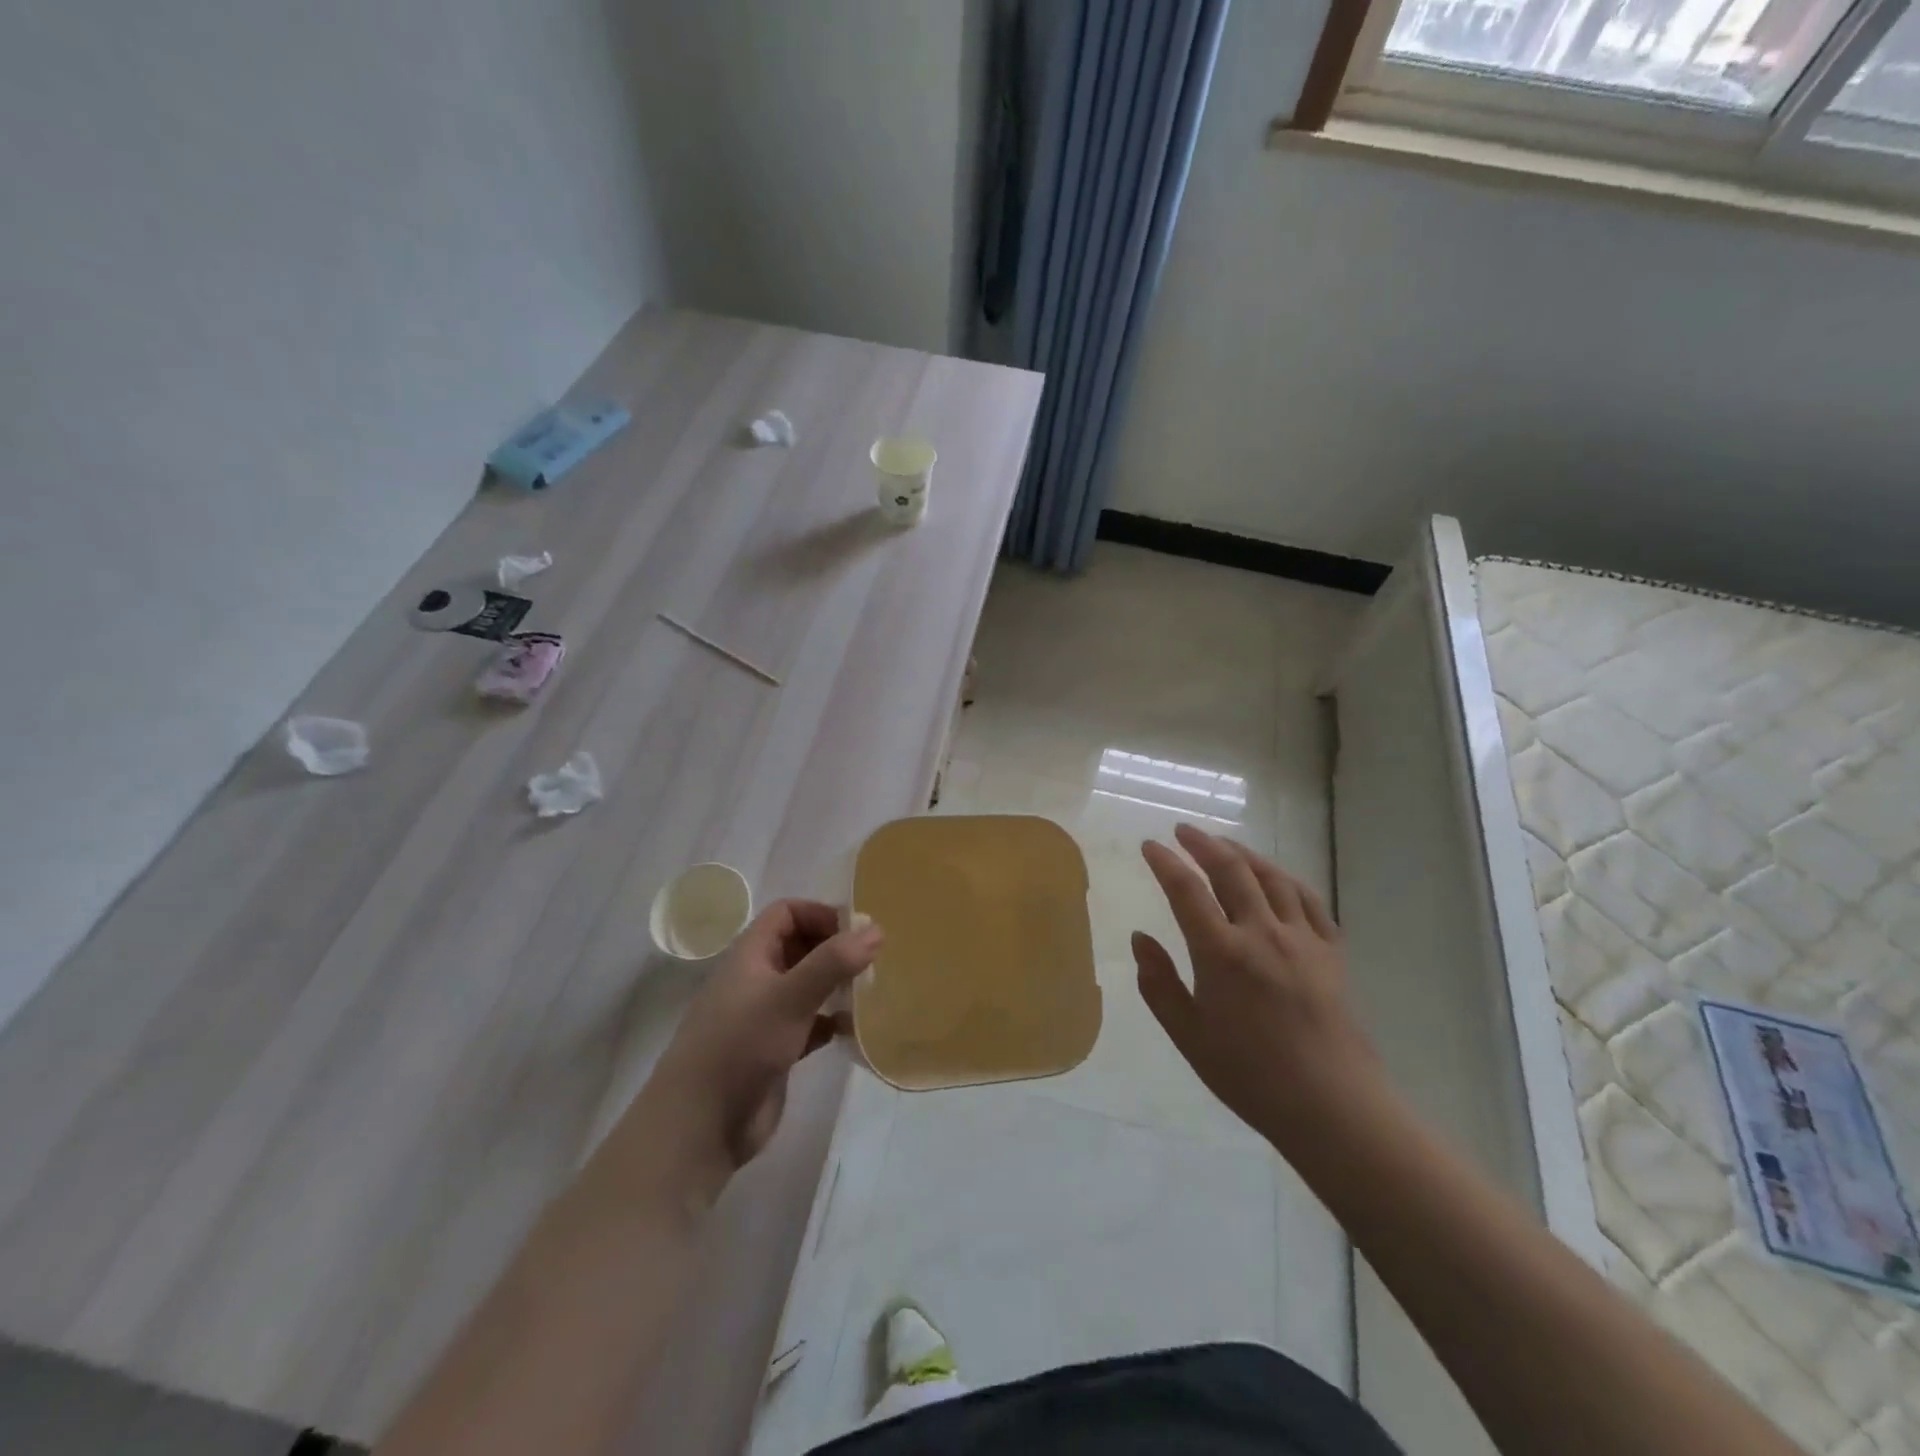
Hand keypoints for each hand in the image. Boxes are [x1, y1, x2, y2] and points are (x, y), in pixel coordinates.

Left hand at [633, 900, 881, 1203]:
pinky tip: (855, 1029)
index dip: (821, 914)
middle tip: (872, 960)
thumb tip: (876, 929)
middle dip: (835, 948)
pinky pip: (810, 1023)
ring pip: (807, 985)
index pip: (787, 913)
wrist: (700, 1127)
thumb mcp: (789, 998)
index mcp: (750, 954)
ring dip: (836, 984)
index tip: (857, 932)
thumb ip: (832, 963)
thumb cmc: (740, 1047)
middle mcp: (757, 978)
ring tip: (871, 990)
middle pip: (800, 946)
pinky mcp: (775, 1049)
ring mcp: (765, 1015)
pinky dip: (832, 1021)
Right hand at [1134, 825, 1380, 1154]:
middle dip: (1203, 844)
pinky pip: (1309, 900)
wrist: (1333, 1107)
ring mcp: (1302, 939)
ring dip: (1243, 854)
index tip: (1150, 845)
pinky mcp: (1331, 952)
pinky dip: (1286, 879)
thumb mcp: (1189, 1036)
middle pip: (1231, 870)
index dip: (1165, 863)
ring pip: (1271, 877)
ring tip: (1223, 845)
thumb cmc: (1250, 1076)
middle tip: (1183, 831)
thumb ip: (1159, 983)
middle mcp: (1262, 934)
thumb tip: (1140, 938)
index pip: (1187, 891)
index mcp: (1222, 954)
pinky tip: (1276, 877)